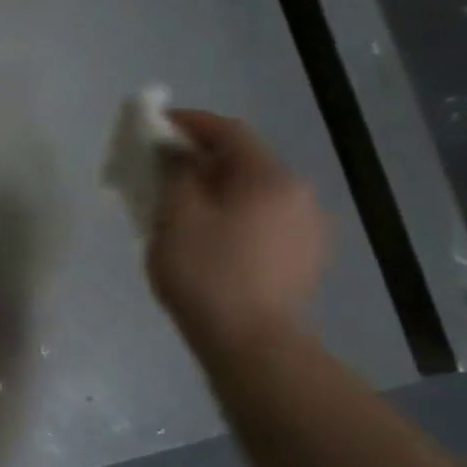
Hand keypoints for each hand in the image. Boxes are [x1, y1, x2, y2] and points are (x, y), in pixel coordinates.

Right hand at [148, 111, 329, 356]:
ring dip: (219, 191)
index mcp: (269, 178)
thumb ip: (177, 175)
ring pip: (255, 194)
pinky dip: (235, 217)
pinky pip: (264, 221)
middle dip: (202, 161)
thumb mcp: (176, 219)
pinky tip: (213, 240)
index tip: (156, 124)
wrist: (252, 343)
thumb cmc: (206, 275)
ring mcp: (309, 227)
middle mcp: (299, 193)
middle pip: (244, 162)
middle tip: (164, 171)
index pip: (228, 132)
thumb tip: (178, 153)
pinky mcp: (306, 258)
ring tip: (185, 209)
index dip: (190, 123)